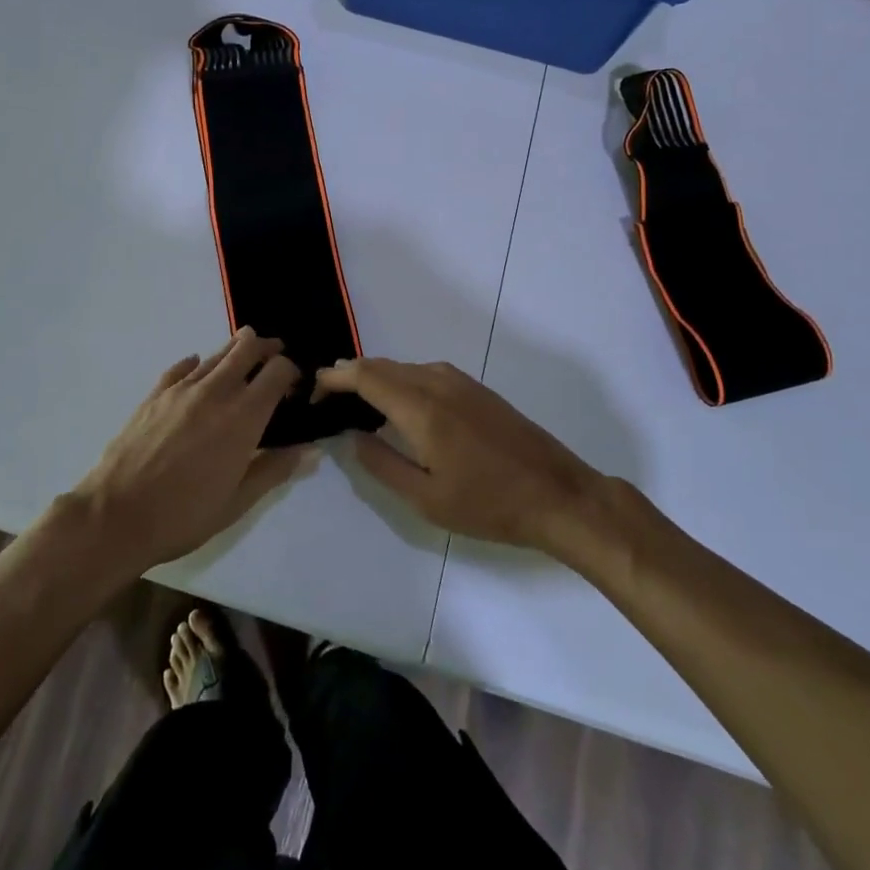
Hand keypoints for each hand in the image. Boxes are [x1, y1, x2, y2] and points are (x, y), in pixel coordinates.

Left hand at [74, 328, 314, 571]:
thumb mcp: (237, 502)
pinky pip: (181, 367)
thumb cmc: (184, 515)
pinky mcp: (155, 394)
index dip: (291, 371)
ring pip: (215, 354)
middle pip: (247, 348)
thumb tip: (308, 449)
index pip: (277, 371)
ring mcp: (182, 389)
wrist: (116, 515)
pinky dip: (196, 364)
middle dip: (265, 347)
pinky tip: (197, 368)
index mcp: (243, 417)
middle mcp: (216, 392)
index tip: (294, 385)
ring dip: (234, 351)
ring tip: (242, 356)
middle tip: (273, 355)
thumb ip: (274, 470)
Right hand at [316, 358, 605, 553]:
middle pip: (381, 365)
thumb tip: (352, 436)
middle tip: (327, 402)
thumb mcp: (425, 499)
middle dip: (349, 376)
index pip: (364, 375)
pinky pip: (424, 372)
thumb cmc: (488, 504)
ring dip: (375, 377)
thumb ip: (382, 464)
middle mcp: (437, 382)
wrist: (558, 494)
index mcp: (421, 407)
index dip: (333, 378)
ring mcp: (460, 381)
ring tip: (356, 405)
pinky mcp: (475, 388)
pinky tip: (399, 406)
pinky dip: (400, 381)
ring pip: (403, 367)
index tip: (312, 392)